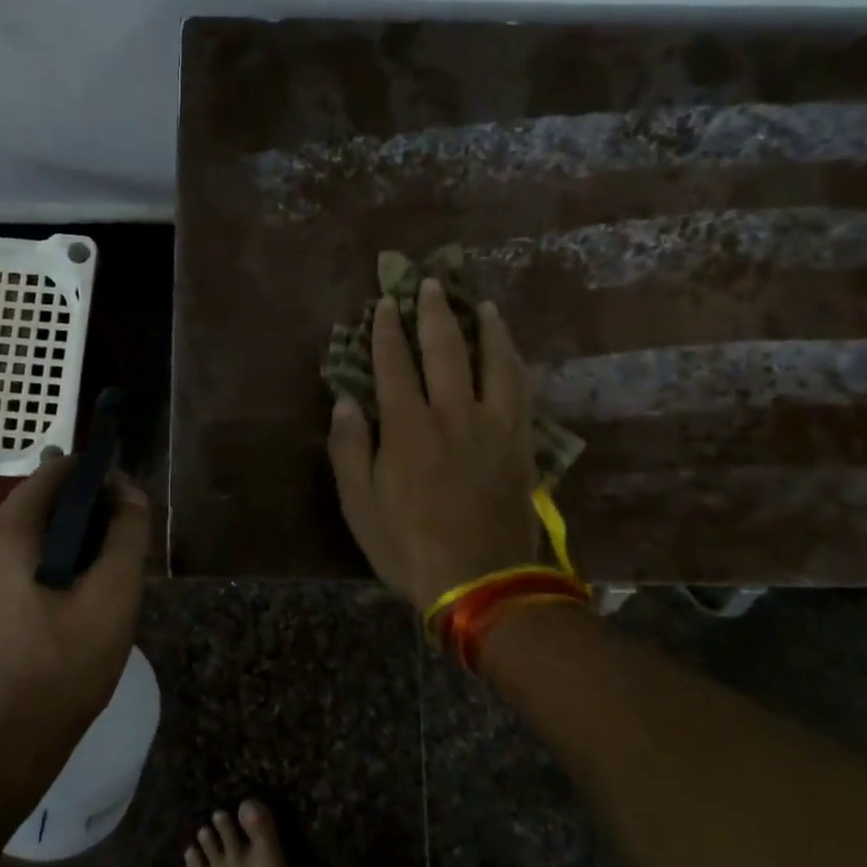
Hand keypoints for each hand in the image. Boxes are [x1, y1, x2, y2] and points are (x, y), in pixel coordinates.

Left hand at [0, 457, 151, 762]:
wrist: (2, 750)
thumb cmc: (63, 668)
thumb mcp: (112, 596)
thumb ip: (127, 533)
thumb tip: (128, 491)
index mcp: (4, 532)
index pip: (56, 471)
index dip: (97, 476)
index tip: (128, 504)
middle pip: (40, 503)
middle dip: (86, 514)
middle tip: (121, 549)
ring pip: (28, 535)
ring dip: (68, 542)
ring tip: (101, 579)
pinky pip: (12, 563)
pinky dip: (45, 566)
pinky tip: (70, 602)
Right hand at [327, 280, 540, 610]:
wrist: (481, 582)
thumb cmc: (408, 545)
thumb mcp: (359, 505)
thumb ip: (350, 449)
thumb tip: (345, 401)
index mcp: (408, 428)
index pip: (393, 365)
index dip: (387, 331)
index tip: (384, 304)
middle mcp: (452, 414)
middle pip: (445, 350)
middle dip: (434, 313)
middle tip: (430, 284)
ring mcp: (493, 426)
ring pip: (493, 362)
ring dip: (486, 329)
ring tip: (482, 305)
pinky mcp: (520, 444)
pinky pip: (521, 390)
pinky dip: (514, 363)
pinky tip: (512, 353)